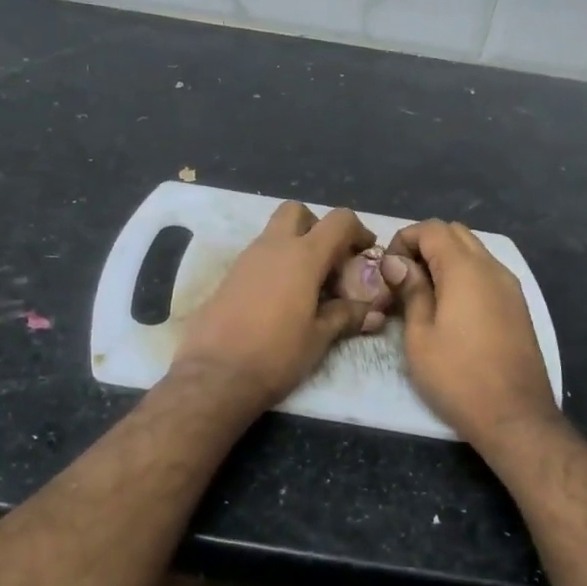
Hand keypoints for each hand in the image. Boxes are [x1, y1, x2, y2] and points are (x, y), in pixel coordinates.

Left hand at [172, 202, 380, 414]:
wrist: (214, 374)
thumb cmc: (275, 354)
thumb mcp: (319, 338)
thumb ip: (346, 316)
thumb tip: (372, 311)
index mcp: (302, 256)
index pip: (338, 220)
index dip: (358, 230)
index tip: (366, 252)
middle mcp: (272, 247)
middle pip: (297, 211)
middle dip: (317, 226)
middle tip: (329, 261)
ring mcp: (245, 259)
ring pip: (274, 234)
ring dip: (295, 248)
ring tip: (309, 287)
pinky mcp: (228, 277)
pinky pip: (258, 257)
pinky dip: (275, 266)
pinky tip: (282, 300)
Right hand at [381, 220, 559, 445]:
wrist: (514, 416)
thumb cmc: (457, 376)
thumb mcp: (419, 335)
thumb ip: (411, 290)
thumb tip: (396, 262)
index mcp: (465, 270)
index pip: (432, 229)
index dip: (404, 240)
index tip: (387, 270)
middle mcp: (492, 268)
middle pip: (455, 233)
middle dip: (424, 245)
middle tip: (403, 279)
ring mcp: (510, 286)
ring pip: (474, 251)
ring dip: (445, 260)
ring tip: (423, 294)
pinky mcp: (518, 306)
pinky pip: (486, 273)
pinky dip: (464, 276)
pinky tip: (449, 308)